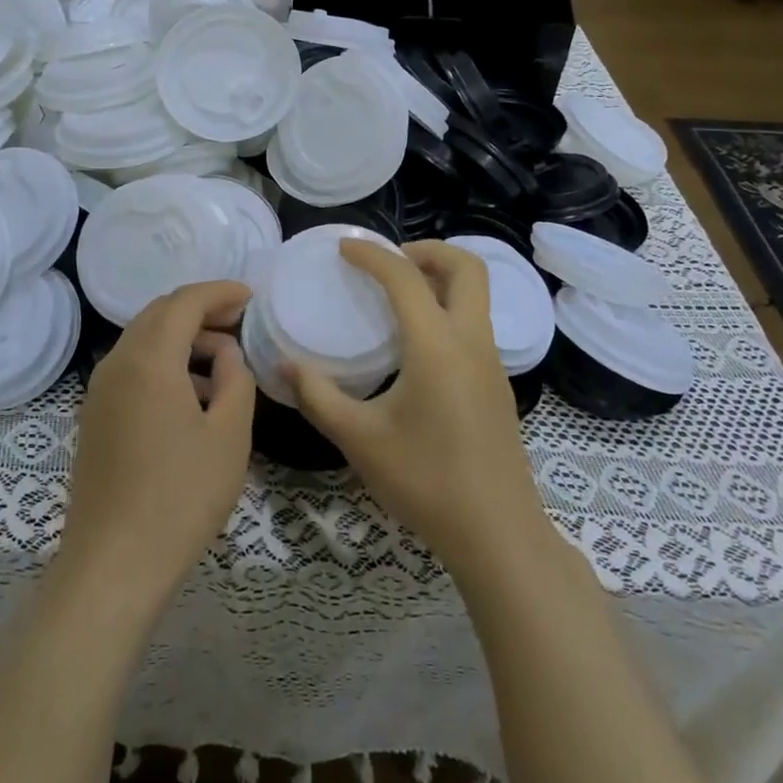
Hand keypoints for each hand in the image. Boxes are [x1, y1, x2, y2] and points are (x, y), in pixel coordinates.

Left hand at [60, 280, 255, 605]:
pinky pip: (132, 368)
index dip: (220, 292)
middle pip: (159, 314)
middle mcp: (116, 363)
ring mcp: (99, 391)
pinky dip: (164, 362)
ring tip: (223, 363)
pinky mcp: (95, 416)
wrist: (114, 564)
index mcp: (148, 360)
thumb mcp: (230, 435)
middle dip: (201, 310)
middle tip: (240, 323)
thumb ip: (236, 379)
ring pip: (143, 340)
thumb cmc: (181, 496)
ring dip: (182, 338)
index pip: (184, 302)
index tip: (251, 297)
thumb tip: (226, 353)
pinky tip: (192, 394)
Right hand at [289, 241, 551, 573]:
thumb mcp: (359, 439)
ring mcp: (492, 363)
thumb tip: (284, 365)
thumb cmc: (426, 482)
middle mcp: (471, 342)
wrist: (497, 534)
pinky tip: (415, 343)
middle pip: (467, 267)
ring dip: (441, 277)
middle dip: (427, 250)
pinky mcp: (497, 384)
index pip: (405, 278)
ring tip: (397, 294)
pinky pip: (475, 323)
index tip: (343, 248)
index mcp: (437, 346)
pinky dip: (448, 307)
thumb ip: (317, 396)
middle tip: (387, 261)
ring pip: (477, 294)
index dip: (371, 255)